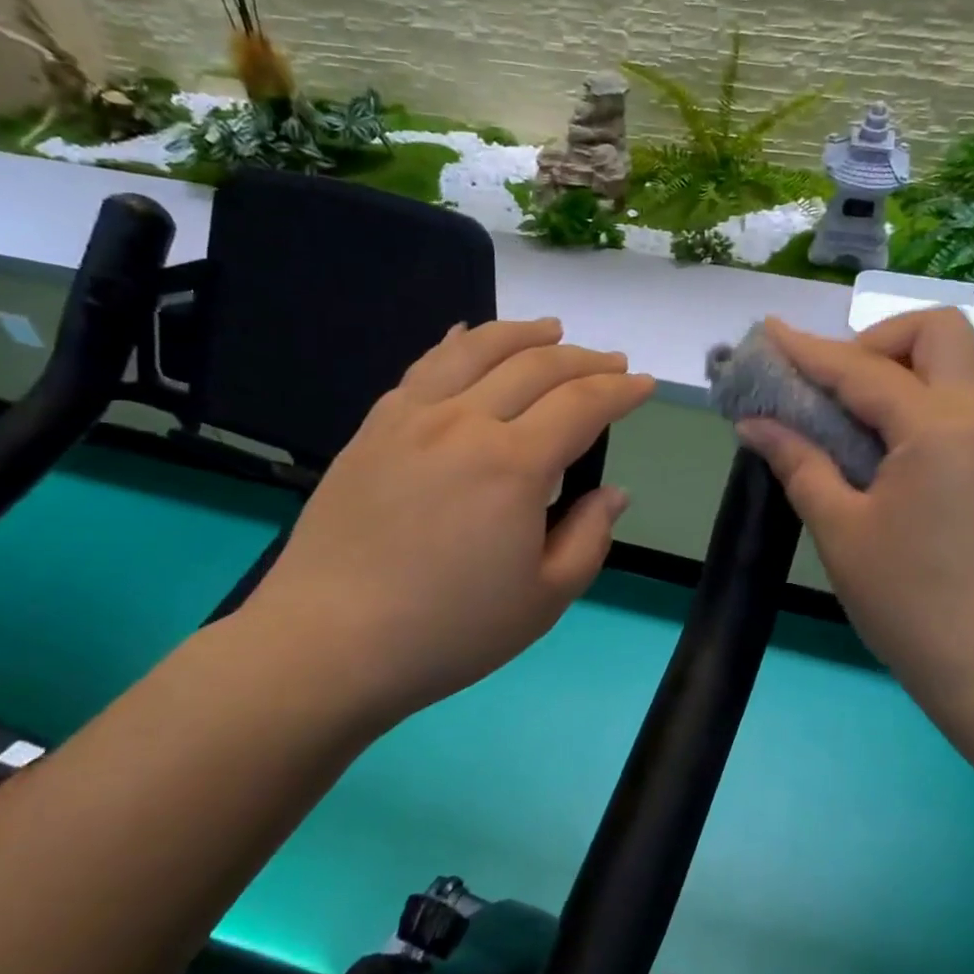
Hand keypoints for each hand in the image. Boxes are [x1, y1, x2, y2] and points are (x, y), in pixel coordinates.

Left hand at [236, 318, 653, 724]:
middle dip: (585, 359)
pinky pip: (423, 367)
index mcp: (514, 465)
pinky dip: (456, 343)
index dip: (620, 390)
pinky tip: (466, 336)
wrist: (329, 642)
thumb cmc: (449, 631)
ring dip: (523, 334)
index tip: (644, 384)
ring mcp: (411, 418)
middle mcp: (464, 423)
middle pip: (535, 366)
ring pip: (476, 350)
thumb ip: (589, 537)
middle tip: (613, 362)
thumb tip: (612, 493)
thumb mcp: (544, 599)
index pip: (582, 404)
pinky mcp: (373, 428)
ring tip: (552, 330)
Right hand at [737, 311, 973, 714]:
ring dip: (893, 366)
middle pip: (938, 332)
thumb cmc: (907, 598)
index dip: (809, 352)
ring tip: (840, 410)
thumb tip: (754, 423)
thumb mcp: (839, 529)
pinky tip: (866, 437)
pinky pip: (949, 399)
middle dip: (878, 340)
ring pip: (949, 363)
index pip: (864, 369)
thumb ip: (798, 462)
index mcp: (938, 429)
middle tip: (831, 385)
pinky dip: (907, 397)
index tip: (767, 335)